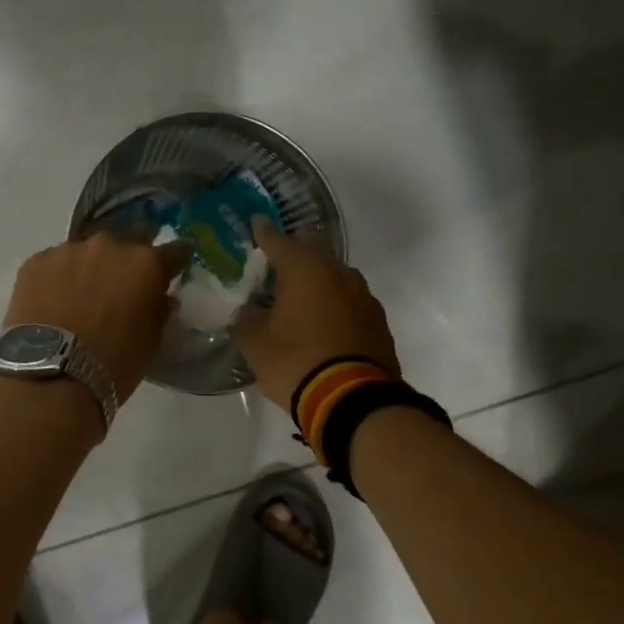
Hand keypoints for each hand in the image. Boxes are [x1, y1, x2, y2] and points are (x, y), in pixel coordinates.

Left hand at [1, 233, 188, 404]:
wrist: (51, 375)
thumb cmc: (113, 364)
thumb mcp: (151, 342)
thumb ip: (159, 310)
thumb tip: (162, 297)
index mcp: (145, 263)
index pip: (173, 250)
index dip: (174, 260)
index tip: (172, 267)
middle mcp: (109, 245)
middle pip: (124, 246)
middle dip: (125, 263)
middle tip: (117, 289)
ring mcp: (68, 250)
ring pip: (85, 253)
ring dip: (88, 269)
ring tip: (78, 298)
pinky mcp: (35, 261)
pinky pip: (54, 264)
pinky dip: (57, 278)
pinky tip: (51, 302)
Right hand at [234, 219, 398, 411]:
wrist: (353, 401)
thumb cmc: (296, 364)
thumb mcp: (256, 346)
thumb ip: (246, 323)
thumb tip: (245, 314)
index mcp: (305, 271)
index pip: (279, 242)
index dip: (265, 233)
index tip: (257, 222)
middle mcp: (338, 274)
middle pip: (314, 251)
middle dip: (296, 252)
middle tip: (277, 261)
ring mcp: (363, 297)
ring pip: (336, 275)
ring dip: (318, 279)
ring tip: (300, 294)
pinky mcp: (378, 321)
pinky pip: (350, 301)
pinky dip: (334, 303)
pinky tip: (323, 320)